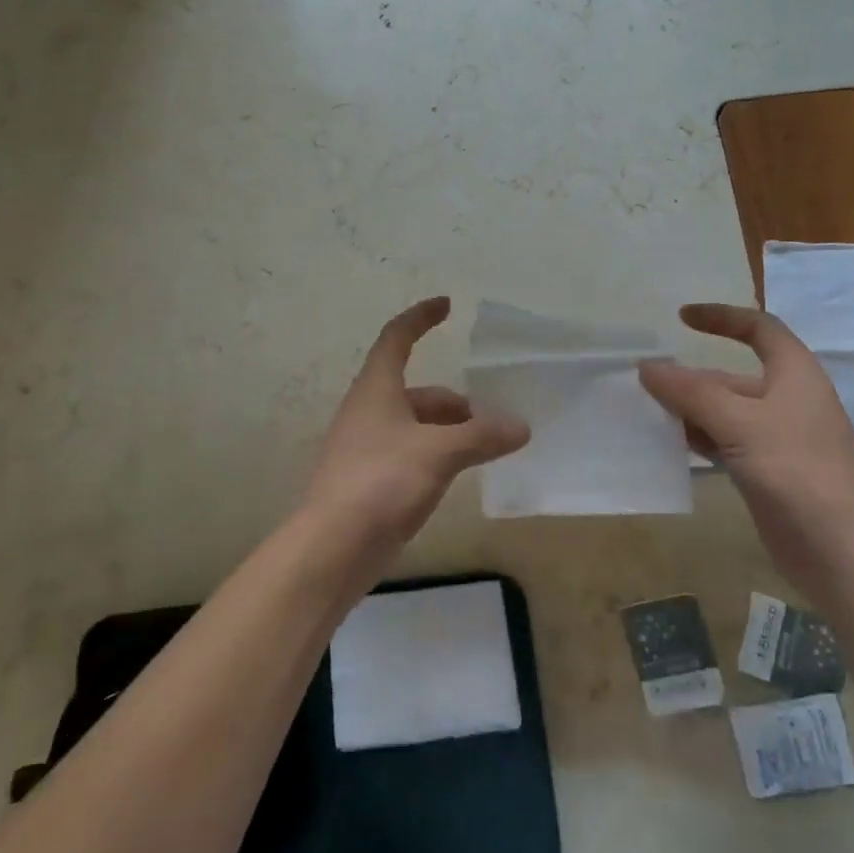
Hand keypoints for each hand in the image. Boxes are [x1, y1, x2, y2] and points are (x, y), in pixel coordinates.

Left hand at [305, 297, 529, 553]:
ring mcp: (367, 448)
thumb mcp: (439, 452)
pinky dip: (437, 456)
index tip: (448, 305)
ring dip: (450, 432)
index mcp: (376, 390)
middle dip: (456, 402)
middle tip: (494, 420)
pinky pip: (411, 455)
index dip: (421, 317)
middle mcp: (368, 412)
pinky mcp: (371, 481)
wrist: (333, 547)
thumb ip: (482, 436)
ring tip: (486, 450)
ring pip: (416, 427)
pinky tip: (459, 476)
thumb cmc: (381, 482)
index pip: (397, 338)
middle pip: (416, 391)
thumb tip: (520, 426)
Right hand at [639, 303, 853, 592]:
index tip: (680, 318)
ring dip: (688, 410)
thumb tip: (647, 365)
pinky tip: (669, 446)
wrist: (843, 552)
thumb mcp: (740, 424)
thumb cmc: (798, 472)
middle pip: (731, 376)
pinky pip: (725, 442)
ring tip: (645, 412)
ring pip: (724, 412)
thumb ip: (691, 393)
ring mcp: (777, 439)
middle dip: (689, 378)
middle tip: (642, 382)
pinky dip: (698, 439)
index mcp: (794, 375)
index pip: (759, 329)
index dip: (722, 317)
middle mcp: (787, 400)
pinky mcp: (767, 472)